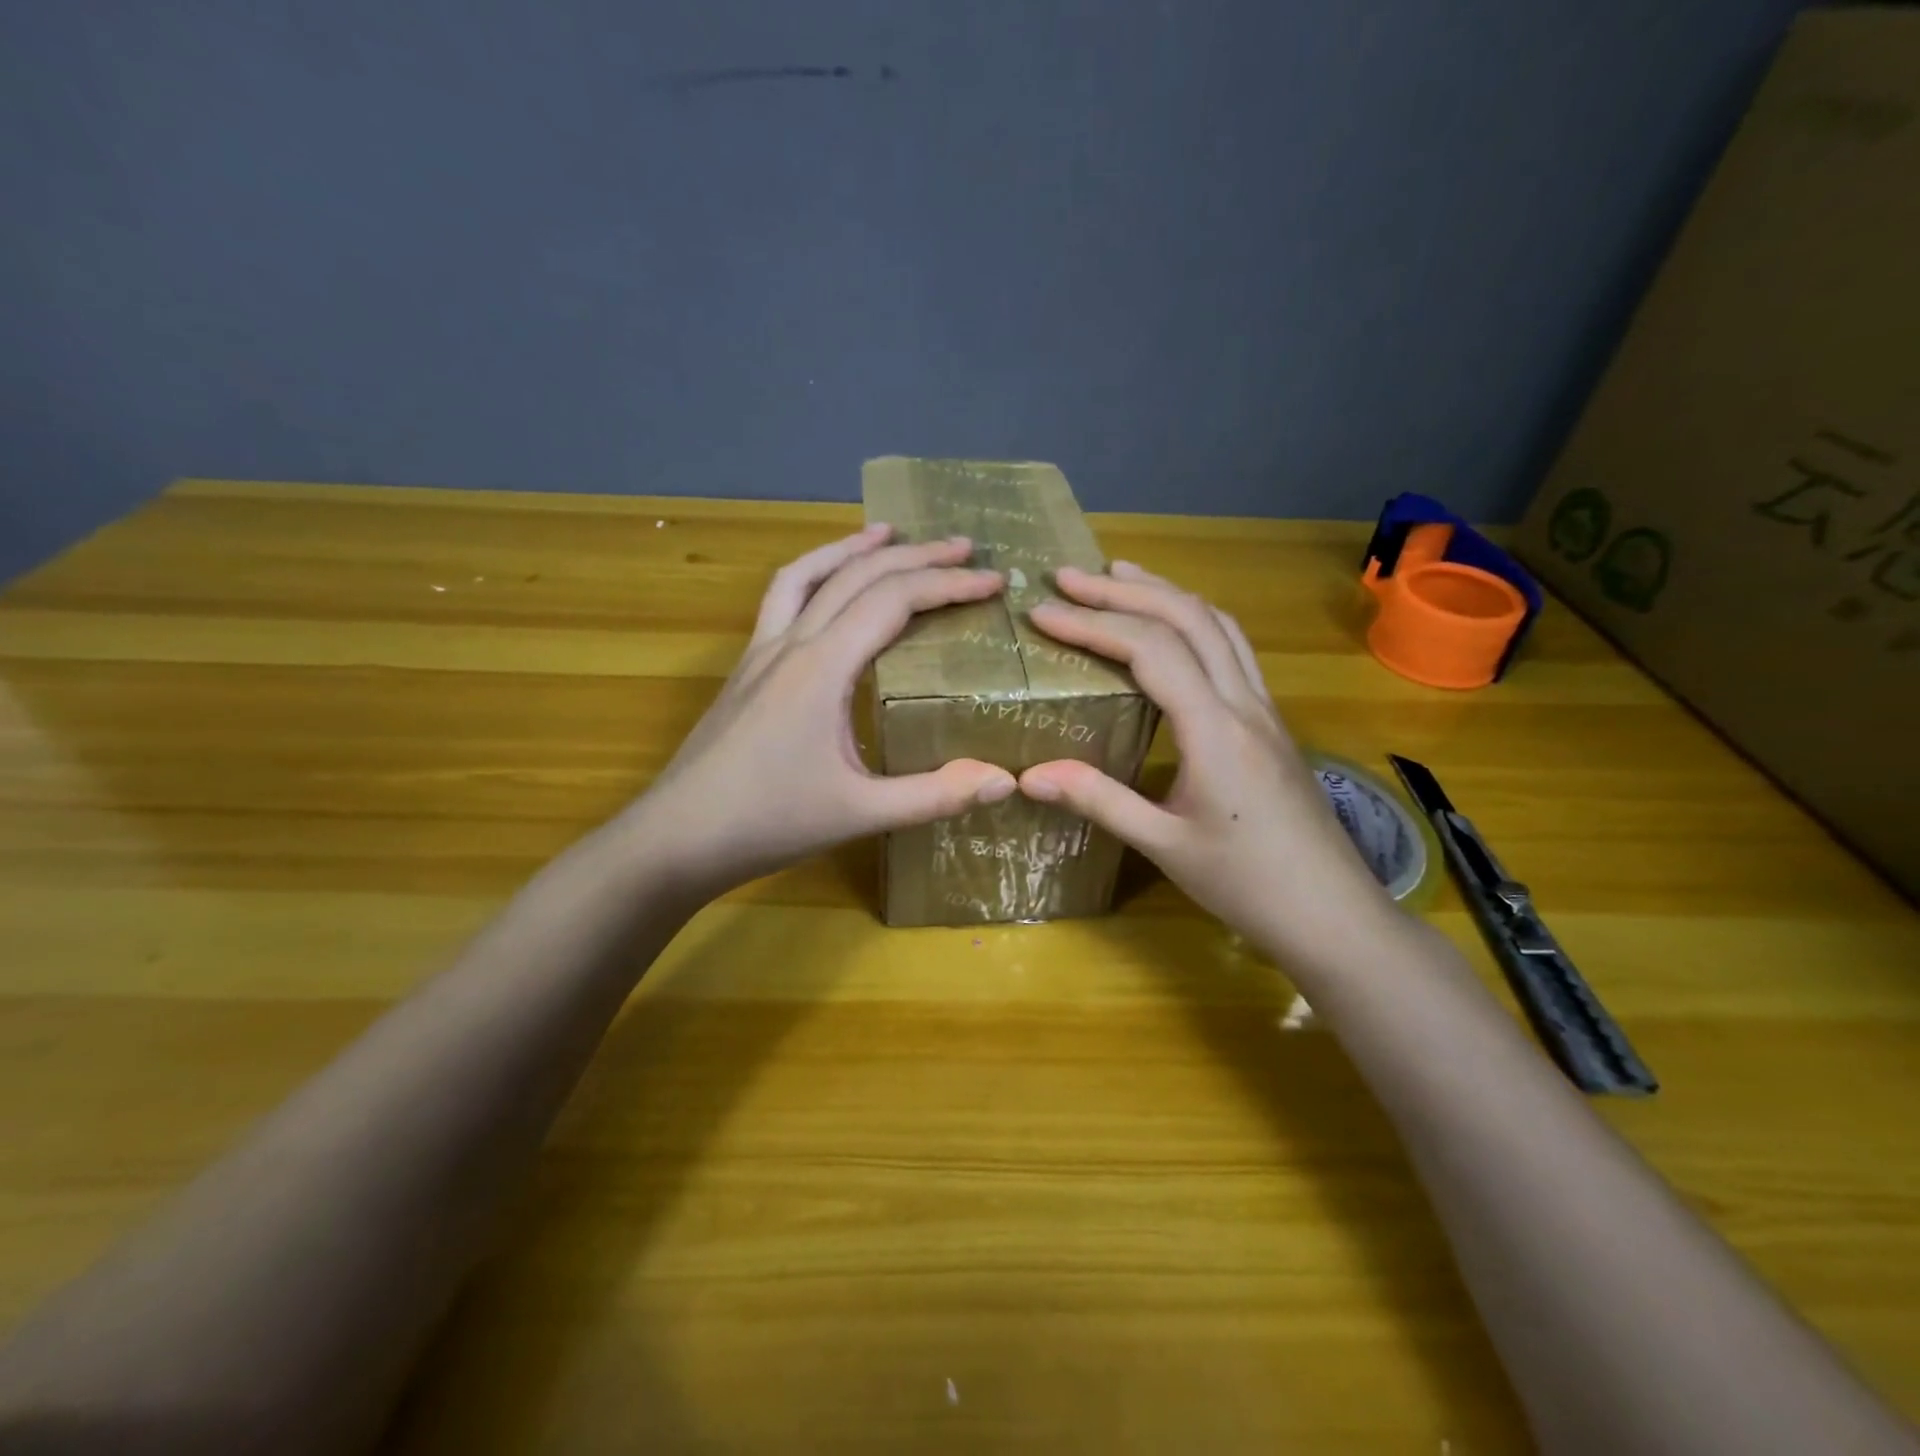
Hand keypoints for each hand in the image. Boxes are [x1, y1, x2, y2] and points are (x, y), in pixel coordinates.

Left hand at [626, 526, 1017, 898]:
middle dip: (916, 555)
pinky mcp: (746, 669)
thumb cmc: (767, 823)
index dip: (948, 584)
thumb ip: (935, 796)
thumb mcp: (860, 813)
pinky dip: (813, 575)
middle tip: (964, 547)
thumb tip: (1006, 778)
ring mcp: (761, 652)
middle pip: (858, 576)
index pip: (894, 601)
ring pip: (808, 574)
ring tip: (890, 533)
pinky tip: (827, 588)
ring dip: (853, 548)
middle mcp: (791, 643)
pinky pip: (781, 600)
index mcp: (822, 667)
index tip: (994, 581)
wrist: (676, 838)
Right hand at [1018, 561, 1392, 954]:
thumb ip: (1098, 801)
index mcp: (1215, 728)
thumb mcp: (1164, 845)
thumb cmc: (1247, 884)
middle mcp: (1244, 702)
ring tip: (1119, 576)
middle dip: (1124, 590)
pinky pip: (1234, 648)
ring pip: (1218, 624)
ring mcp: (1264, 708)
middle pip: (1187, 617)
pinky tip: (1174, 628)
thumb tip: (1028, 776)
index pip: (1149, 649)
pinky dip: (1194, 619)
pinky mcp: (1271, 722)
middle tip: (1069, 576)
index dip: (1092, 623)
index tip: (1042, 612)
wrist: (1332, 913)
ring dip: (1166, 592)